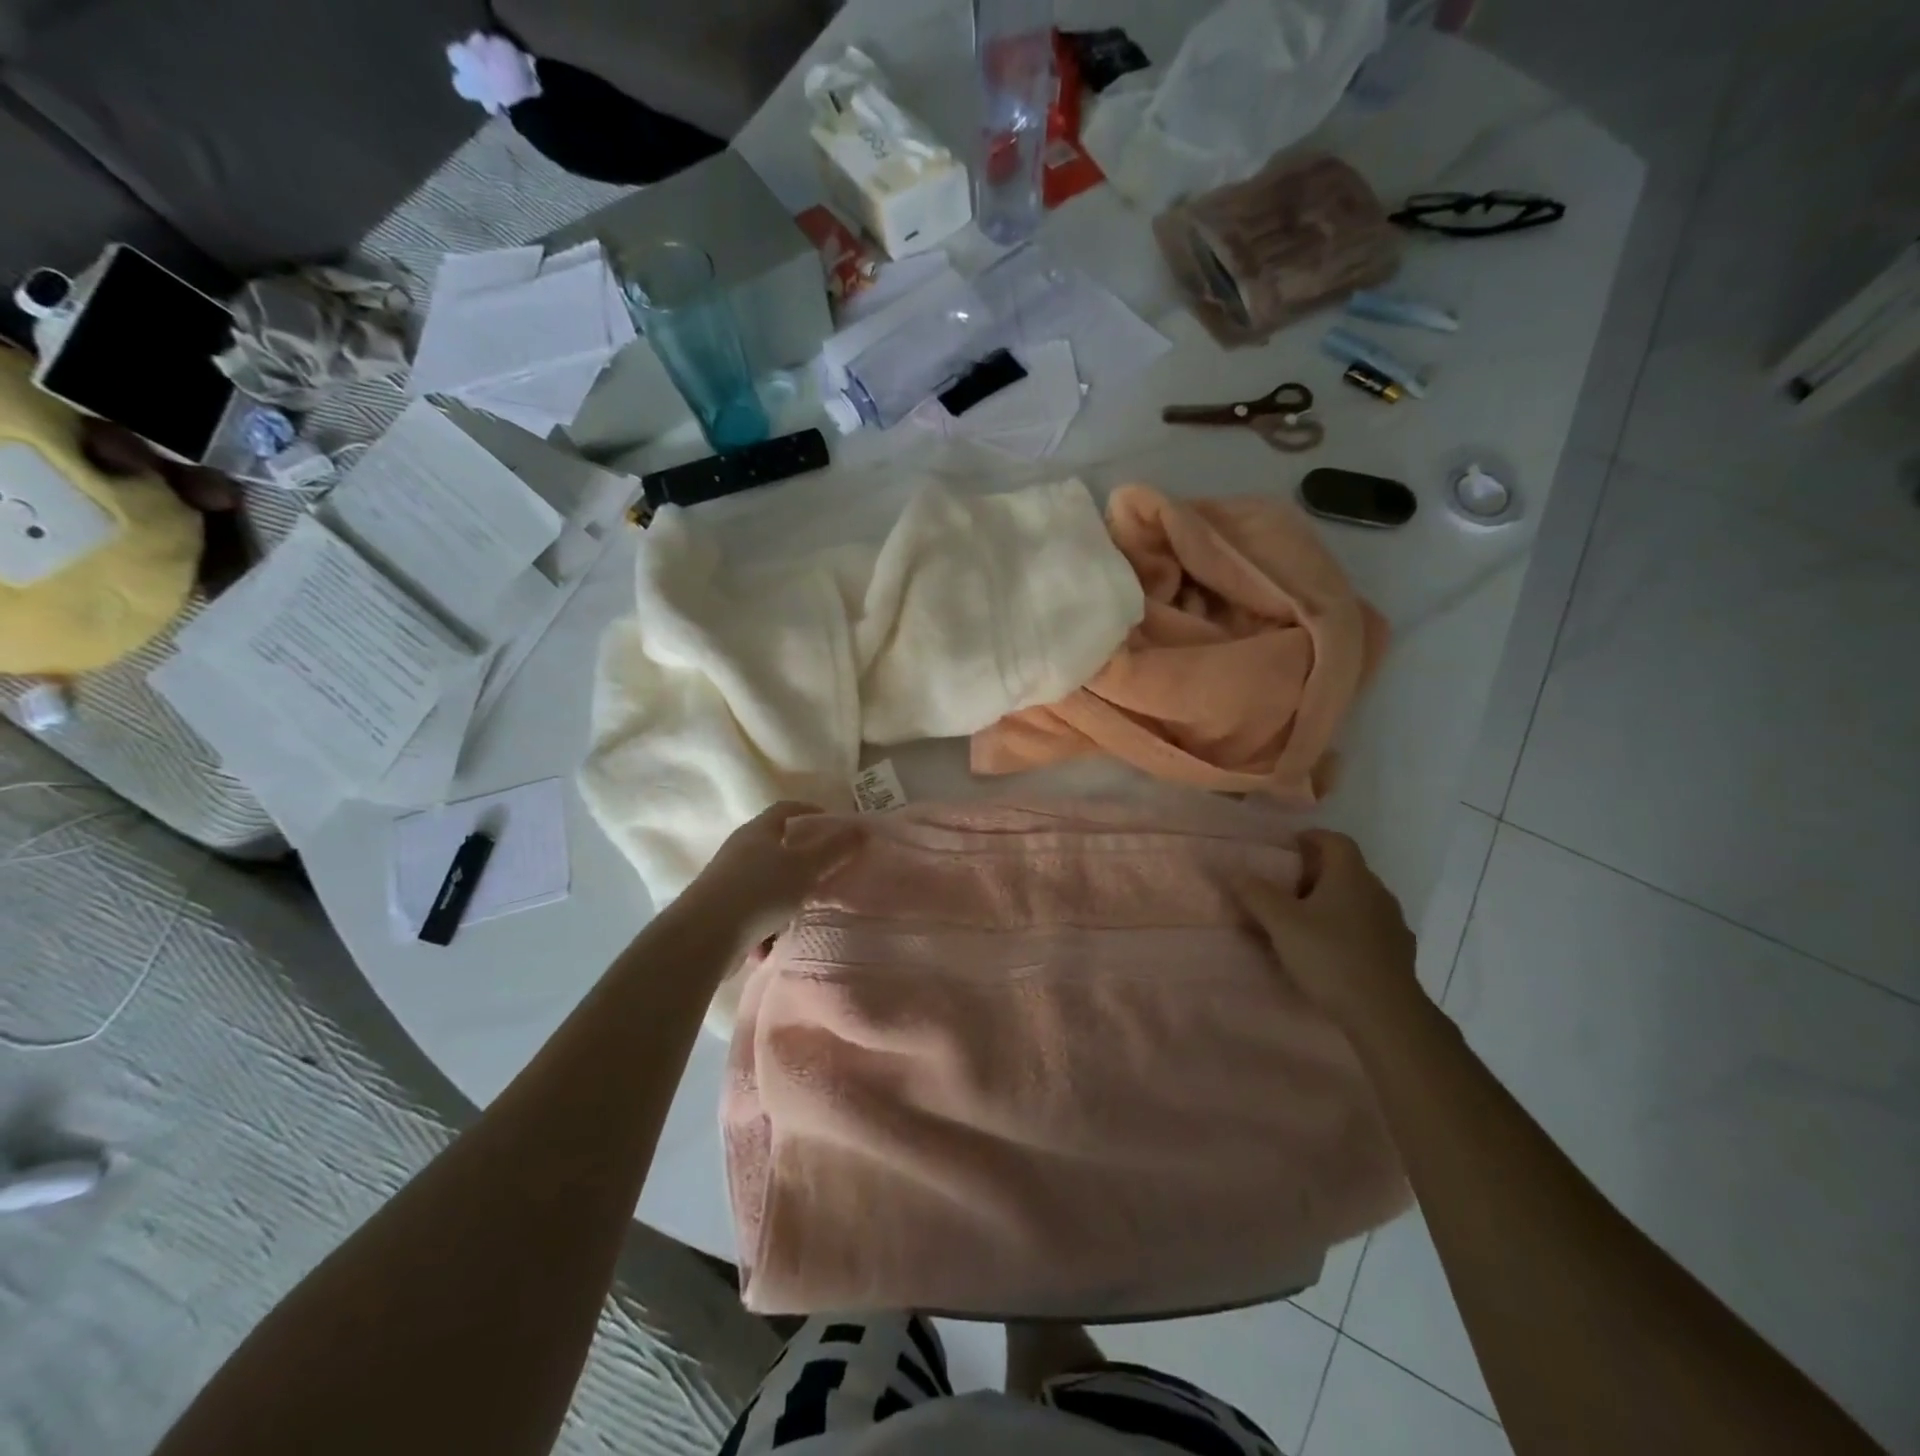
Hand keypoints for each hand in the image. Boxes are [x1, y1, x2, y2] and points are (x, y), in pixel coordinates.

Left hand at [680, 802, 864, 952]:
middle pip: (775, 846)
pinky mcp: (719, 911)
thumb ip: (834, 849)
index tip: (834, 824)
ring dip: (785, 897)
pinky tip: (773, 944)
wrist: (703, 937)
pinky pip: (752, 913)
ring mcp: (726, 881)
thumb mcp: (805, 868)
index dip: (811, 811)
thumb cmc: (759, 891)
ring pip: (765, 883)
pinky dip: (766, 926)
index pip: (786, 809)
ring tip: (804, 913)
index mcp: (758, 831)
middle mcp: (739, 850)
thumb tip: (861, 829)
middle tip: (827, 871)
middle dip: (802, 859)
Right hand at [1239, 830, 1417, 1026]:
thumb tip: (1234, 870)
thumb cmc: (1330, 957)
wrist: (1386, 1013)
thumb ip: (1256, 894)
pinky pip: (1369, 927)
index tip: (1288, 848)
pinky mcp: (1399, 951)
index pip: (1335, 840)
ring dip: (1333, 902)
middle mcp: (1377, 891)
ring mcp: (1393, 922)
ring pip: (1358, 899)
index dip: (1311, 838)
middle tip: (1286, 888)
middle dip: (1316, 873)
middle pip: (1346, 869)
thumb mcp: (1282, 924)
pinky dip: (1348, 928)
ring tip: (1305, 921)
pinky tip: (1331, 950)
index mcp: (1351, 876)